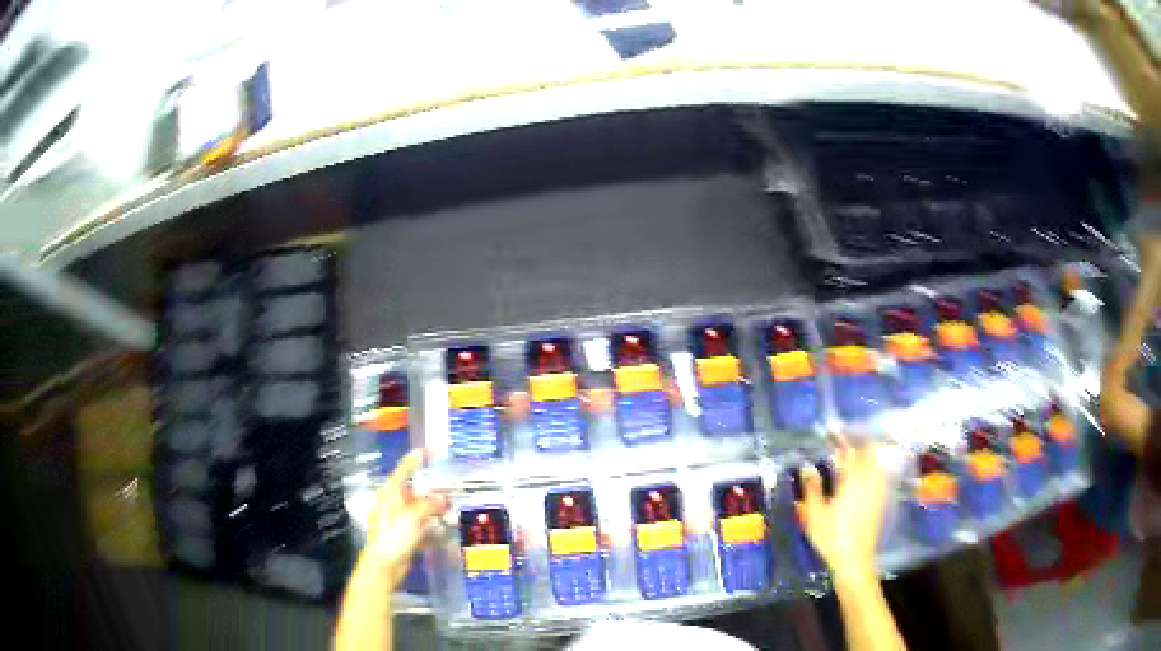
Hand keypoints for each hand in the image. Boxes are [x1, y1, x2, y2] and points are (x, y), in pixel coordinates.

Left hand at [363, 449, 448, 589]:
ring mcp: (399, 519)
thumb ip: (429, 505)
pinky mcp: (405, 534)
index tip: (426, 451)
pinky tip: (446, 526)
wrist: (384, 565)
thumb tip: (442, 499)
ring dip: (434, 508)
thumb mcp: (412, 517)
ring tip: (452, 506)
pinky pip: (422, 524)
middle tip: (449, 485)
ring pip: (420, 508)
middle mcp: (393, 503)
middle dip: (431, 489)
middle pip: (414, 491)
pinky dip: (432, 523)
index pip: (403, 471)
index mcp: (390, 494)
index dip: (414, 460)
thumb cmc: (392, 536)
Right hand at [799, 442, 889, 581]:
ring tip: (852, 453)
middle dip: (858, 441)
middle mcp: (870, 481)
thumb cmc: (831, 536)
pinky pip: (879, 474)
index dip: (842, 438)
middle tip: (843, 439)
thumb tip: (808, 467)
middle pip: (869, 452)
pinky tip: (861, 473)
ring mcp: (878, 490)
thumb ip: (812, 487)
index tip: (832, 430)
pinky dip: (871, 467)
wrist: (854, 560)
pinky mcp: (881, 501)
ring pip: (876, 462)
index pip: (850, 451)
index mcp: (853, 480)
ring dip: (866, 453)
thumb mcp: (814, 513)